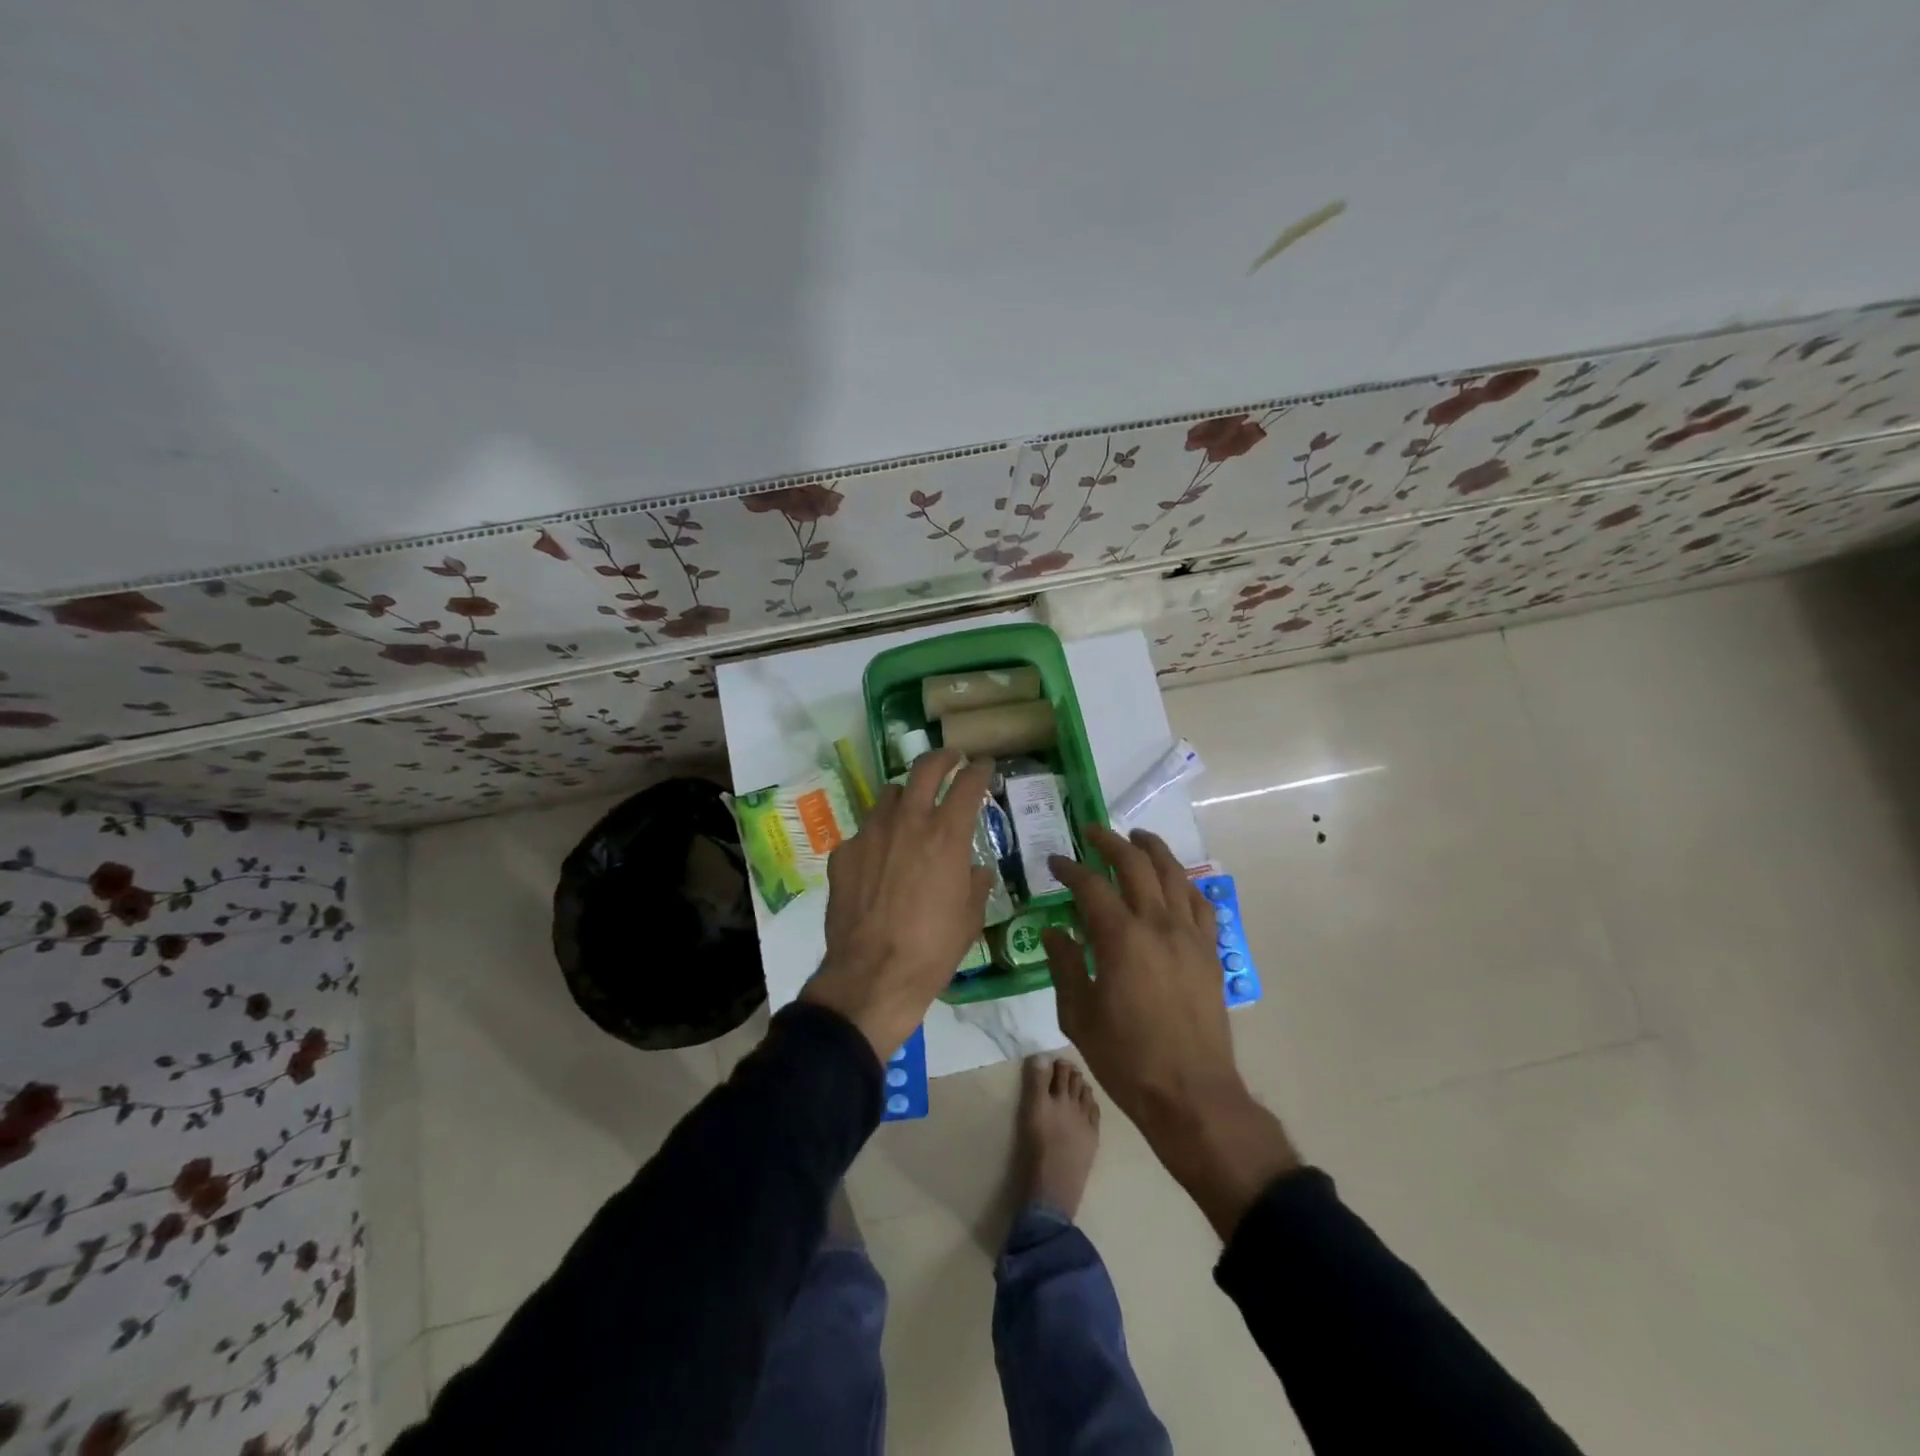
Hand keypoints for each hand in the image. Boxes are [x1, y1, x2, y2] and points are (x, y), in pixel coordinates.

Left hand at [802, 749, 993, 1060]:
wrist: (872, 976)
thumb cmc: (932, 949)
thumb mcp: (970, 917)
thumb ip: (975, 883)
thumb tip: (975, 869)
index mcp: (946, 835)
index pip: (968, 784)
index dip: (980, 769)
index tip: (984, 765)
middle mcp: (907, 822)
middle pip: (925, 768)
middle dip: (943, 757)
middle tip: (951, 759)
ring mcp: (870, 834)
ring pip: (889, 795)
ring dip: (905, 796)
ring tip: (911, 811)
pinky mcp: (843, 853)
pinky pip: (865, 832)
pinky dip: (878, 837)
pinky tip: (879, 862)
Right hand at [1045, 826, 1298, 1237]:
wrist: (1191, 1094)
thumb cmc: (1126, 1059)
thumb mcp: (1078, 1016)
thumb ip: (1065, 966)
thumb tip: (1054, 932)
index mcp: (1120, 938)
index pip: (1091, 885)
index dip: (1070, 868)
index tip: (1055, 862)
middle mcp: (1158, 925)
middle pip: (1136, 865)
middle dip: (1111, 842)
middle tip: (1093, 832)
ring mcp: (1190, 936)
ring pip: (1174, 875)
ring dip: (1153, 850)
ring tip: (1138, 837)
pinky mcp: (1211, 953)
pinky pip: (1201, 904)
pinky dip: (1185, 884)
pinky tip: (1176, 882)